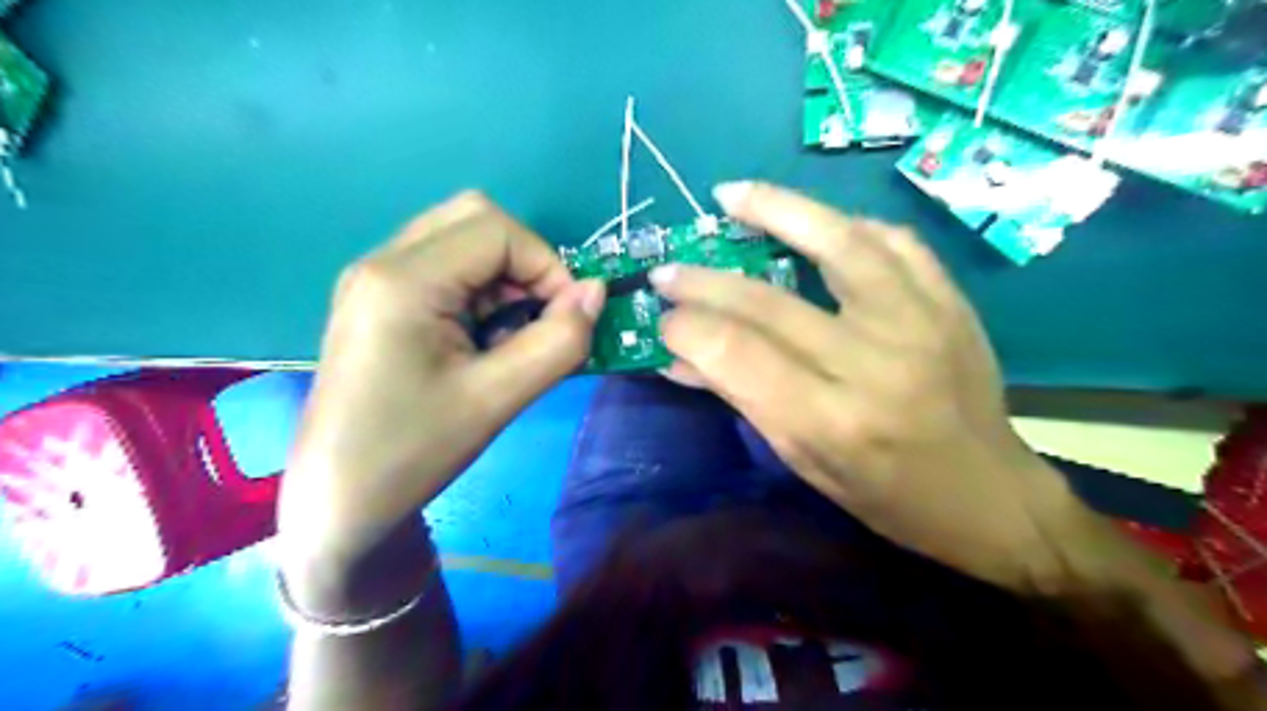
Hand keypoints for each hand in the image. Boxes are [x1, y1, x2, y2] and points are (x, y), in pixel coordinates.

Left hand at [282, 195, 602, 571]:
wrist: (339, 500)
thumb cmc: (413, 452)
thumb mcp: (497, 399)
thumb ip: (558, 341)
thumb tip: (597, 292)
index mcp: (403, 280)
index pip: (497, 230)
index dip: (547, 264)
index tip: (566, 317)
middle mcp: (383, 262)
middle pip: (475, 219)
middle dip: (525, 262)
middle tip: (537, 317)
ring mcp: (376, 279)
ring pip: (462, 240)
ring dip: (504, 277)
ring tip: (510, 335)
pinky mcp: (380, 300)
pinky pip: (445, 267)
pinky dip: (481, 290)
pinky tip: (482, 339)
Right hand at [652, 180, 1088, 588]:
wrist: (988, 494)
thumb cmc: (884, 495)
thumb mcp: (801, 460)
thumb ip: (741, 398)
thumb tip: (678, 357)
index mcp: (831, 420)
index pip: (738, 354)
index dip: (689, 329)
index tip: (665, 319)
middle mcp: (873, 363)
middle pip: (769, 302)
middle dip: (705, 281)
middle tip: (670, 270)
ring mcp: (919, 322)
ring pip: (838, 242)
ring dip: (776, 210)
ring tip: (732, 194)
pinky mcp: (949, 301)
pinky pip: (892, 241)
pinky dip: (846, 224)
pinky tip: (816, 221)